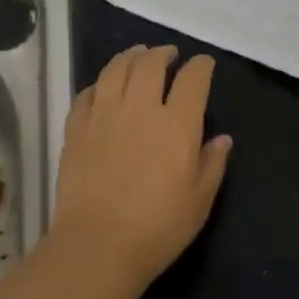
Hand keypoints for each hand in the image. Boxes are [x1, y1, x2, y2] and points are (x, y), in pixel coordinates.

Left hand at [53, 45, 232, 284]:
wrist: (98, 245)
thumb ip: (212, 164)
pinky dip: (98, 84)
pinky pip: (87, 93)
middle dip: (163, 53)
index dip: (201, 66)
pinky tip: (103, 88)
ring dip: (130, 56)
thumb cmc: (158, 227)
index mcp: (176, 123)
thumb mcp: (200, 201)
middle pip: (150, 64)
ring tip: (137, 55)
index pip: (192, 79)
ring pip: (116, 69)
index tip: (204, 64)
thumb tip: (222, 139)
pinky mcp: (76, 128)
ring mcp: (104, 114)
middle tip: (169, 54)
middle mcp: (140, 108)